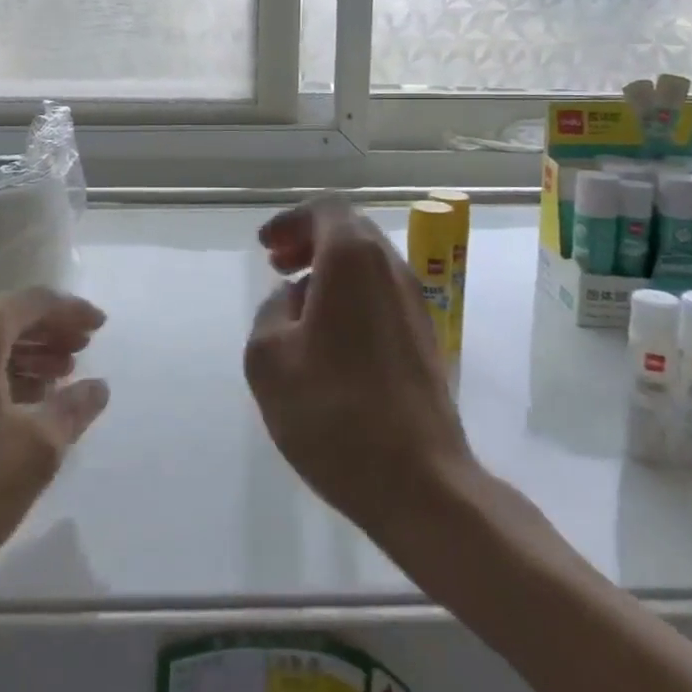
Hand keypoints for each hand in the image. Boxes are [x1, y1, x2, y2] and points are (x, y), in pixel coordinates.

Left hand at [0, 288, 108, 636]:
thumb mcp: (34, 453)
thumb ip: (72, 410)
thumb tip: (97, 387)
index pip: (35, 302)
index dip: (74, 312)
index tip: (102, 326)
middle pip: (6, 318)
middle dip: (48, 334)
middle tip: (82, 354)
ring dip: (21, 356)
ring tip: (56, 380)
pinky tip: (13, 403)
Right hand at [245, 197, 473, 547]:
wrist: (419, 481)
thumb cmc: (333, 410)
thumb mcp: (268, 358)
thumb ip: (271, 311)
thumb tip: (294, 301)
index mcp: (354, 260)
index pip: (326, 210)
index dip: (290, 221)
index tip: (266, 249)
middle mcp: (392, 270)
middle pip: (350, 232)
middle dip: (309, 241)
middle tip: (278, 267)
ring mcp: (415, 304)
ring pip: (368, 265)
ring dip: (329, 271)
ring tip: (297, 304)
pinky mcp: (424, 339)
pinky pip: (381, 295)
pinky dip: (350, 296)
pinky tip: (327, 338)